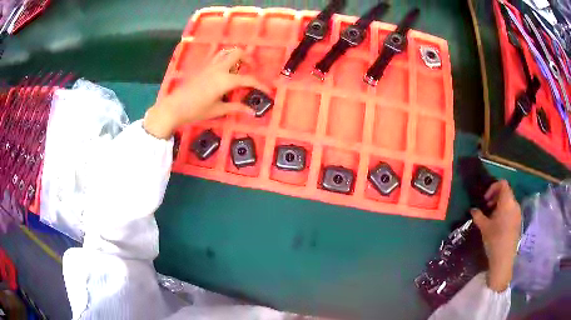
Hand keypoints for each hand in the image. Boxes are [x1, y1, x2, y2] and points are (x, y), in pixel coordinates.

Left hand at [143, 48, 269, 138]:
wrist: (174, 107)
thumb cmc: (196, 111)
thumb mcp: (217, 110)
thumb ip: (236, 107)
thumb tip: (251, 111)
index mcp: (225, 80)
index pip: (248, 79)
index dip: (260, 84)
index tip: (267, 90)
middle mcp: (219, 68)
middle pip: (238, 53)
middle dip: (248, 59)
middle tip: (252, 68)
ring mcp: (209, 65)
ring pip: (226, 51)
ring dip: (235, 55)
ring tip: (239, 66)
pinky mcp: (202, 67)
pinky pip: (217, 56)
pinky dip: (225, 58)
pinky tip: (224, 69)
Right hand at [470, 180, 521, 291]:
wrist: (504, 259)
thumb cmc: (494, 240)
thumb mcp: (484, 227)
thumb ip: (478, 216)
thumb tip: (473, 209)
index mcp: (507, 202)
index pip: (503, 184)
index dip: (493, 187)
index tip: (485, 199)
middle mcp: (515, 204)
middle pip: (506, 192)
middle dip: (495, 197)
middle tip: (487, 208)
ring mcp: (518, 213)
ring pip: (509, 202)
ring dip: (500, 205)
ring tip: (491, 218)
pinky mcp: (518, 222)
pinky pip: (511, 211)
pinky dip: (504, 212)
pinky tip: (498, 225)